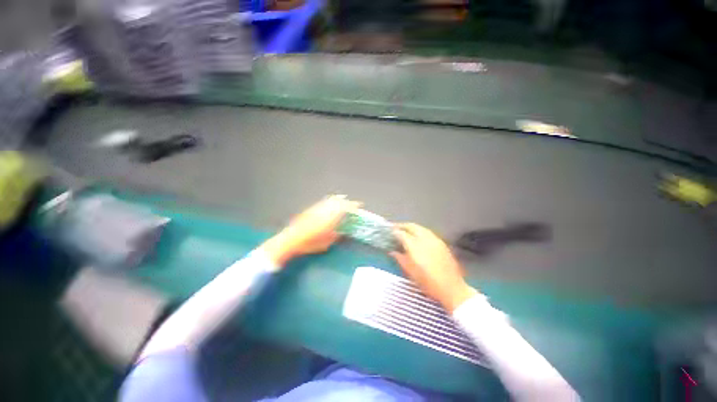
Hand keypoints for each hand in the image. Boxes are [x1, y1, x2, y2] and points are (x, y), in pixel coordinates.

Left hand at [260, 195, 360, 267]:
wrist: (291, 238)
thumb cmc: (310, 243)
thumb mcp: (326, 243)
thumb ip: (336, 236)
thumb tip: (341, 232)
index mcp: (330, 219)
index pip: (344, 209)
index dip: (353, 206)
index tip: (359, 205)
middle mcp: (325, 211)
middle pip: (339, 202)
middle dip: (347, 202)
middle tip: (354, 204)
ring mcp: (318, 208)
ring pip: (331, 200)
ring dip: (339, 200)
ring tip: (344, 200)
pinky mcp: (312, 208)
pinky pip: (324, 202)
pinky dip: (331, 201)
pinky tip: (331, 201)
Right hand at [391, 223, 477, 311]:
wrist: (452, 288)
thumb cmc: (428, 282)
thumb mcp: (410, 272)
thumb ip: (400, 258)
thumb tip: (392, 251)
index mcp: (415, 246)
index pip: (401, 233)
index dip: (394, 232)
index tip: (388, 232)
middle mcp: (425, 239)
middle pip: (411, 226)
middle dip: (402, 226)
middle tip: (395, 228)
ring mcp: (435, 239)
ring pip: (420, 228)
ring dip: (411, 227)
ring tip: (405, 231)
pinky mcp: (442, 243)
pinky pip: (428, 232)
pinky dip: (420, 231)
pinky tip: (418, 237)